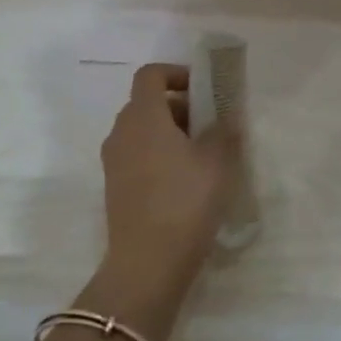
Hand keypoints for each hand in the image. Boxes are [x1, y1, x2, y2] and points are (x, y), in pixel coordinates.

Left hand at [88, 64, 238, 334]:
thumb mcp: (217, 162)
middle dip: (179, 106)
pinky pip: (137, 156)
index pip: (151, 75)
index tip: (203, 89)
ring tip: (202, 155)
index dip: (176, 73)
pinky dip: (159, 156)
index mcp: (143, 116)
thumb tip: (226, 117)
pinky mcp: (115, 189)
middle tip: (210, 124)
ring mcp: (113, 162)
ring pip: (142, 131)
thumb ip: (224, 131)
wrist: (146, 266)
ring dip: (170, 133)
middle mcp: (122, 132)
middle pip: (147, 103)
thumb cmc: (184, 202)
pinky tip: (186, 182)